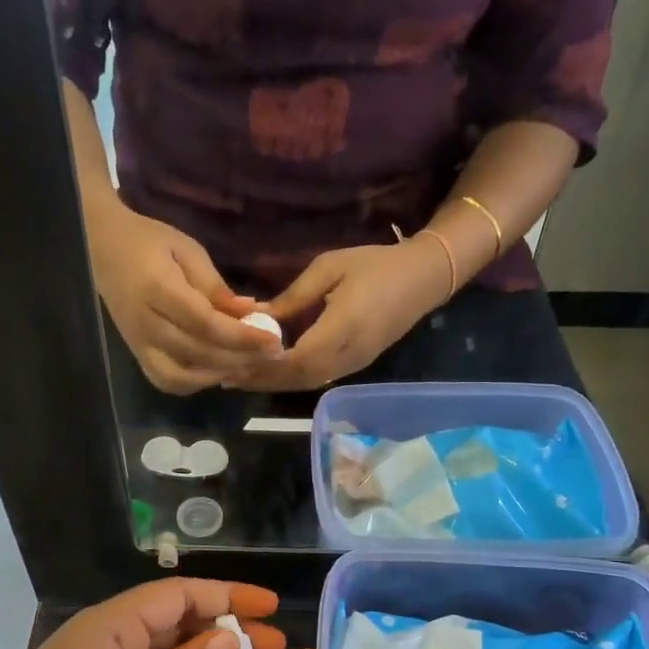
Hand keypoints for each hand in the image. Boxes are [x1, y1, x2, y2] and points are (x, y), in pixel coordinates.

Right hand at [86, 196, 281, 394]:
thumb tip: (250, 314)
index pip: (206, 323)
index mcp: (158, 289)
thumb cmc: (149, 243)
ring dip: (219, 374)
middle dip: (240, 357)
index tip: (273, 339)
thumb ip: (216, 286)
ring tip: (247, 363)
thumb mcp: (188, 251)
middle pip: (198, 353)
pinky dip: (195, 382)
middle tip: (271, 354)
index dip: (242, 336)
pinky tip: (218, 370)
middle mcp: (146, 323)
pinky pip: (167, 381)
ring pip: (182, 376)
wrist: (102, 248)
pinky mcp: (137, 355)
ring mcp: (138, 344)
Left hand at [238, 240, 448, 391]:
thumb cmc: (375, 265)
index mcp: (340, 330)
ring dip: (272, 383)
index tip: (231, 360)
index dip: (262, 364)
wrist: (423, 279)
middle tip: (225, 375)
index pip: (293, 359)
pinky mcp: (354, 366)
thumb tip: (256, 316)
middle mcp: (346, 356)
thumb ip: (293, 297)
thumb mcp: (329, 268)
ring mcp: (352, 365)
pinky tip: (269, 372)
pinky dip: (289, 378)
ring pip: (305, 383)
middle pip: (296, 379)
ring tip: (239, 378)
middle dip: (260, 379)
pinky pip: (315, 378)